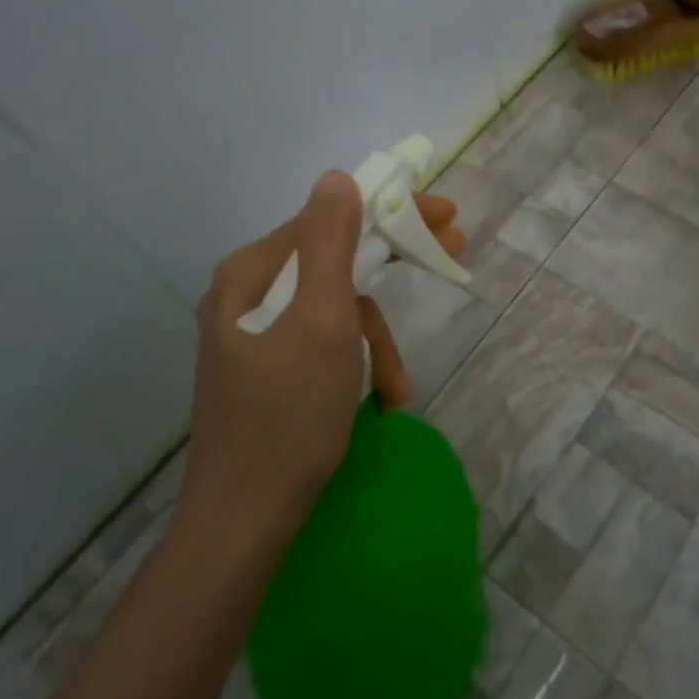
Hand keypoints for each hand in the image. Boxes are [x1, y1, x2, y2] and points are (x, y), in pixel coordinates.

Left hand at [176, 172, 466, 552]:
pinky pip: (323, 343)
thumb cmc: (290, 415)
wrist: (244, 521)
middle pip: (334, 260)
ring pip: (335, 309)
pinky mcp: (266, 369)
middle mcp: (248, 294)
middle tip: (453, 251)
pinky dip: (356, 363)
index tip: (446, 216)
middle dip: (391, 269)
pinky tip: (379, 399)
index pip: (330, 218)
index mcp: (253, 273)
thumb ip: (330, 243)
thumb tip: (336, 176)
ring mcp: (255, 335)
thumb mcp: (322, 321)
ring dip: (375, 341)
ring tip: (397, 387)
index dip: (390, 211)